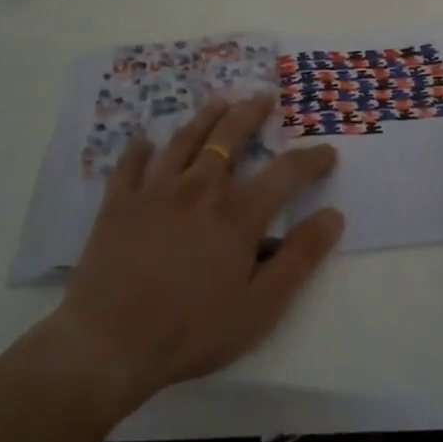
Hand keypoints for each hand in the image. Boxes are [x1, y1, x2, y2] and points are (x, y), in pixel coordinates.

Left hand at [48, 93, 344, 415]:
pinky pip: (129, 167)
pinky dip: (139, 151)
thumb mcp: (260, 306)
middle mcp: (198, 190)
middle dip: (250, 114)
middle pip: (228, 139)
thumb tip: (333, 216)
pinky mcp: (118, 206)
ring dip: (204, 118)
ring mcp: (154, 193)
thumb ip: (299, 258)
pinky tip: (144, 142)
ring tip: (218, 102)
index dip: (310, 160)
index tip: (327, 151)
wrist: (108, 345)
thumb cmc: (192, 331)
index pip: (285, 174)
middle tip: (263, 96)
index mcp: (237, 214)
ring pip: (183, 142)